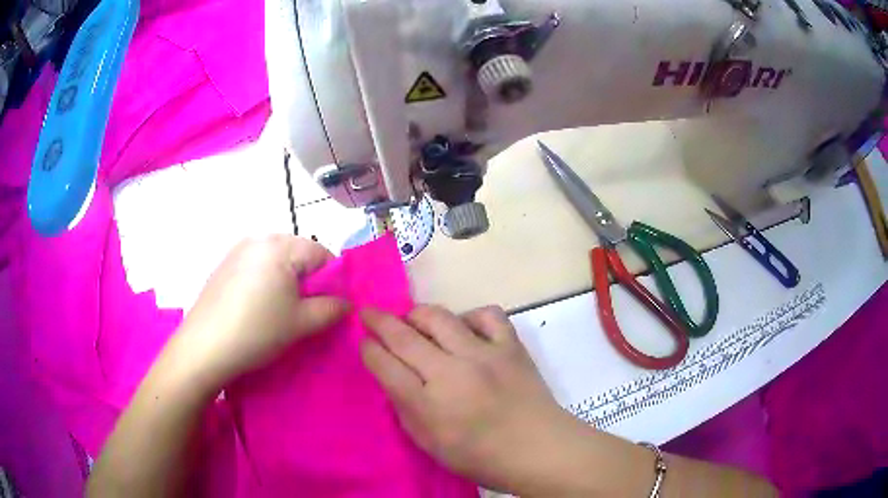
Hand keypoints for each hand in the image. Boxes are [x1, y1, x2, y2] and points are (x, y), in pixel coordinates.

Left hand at [170, 235, 347, 389]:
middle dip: (308, 280)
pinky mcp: (224, 264)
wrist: (204, 347)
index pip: (322, 253)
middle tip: (305, 310)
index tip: (330, 306)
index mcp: (280, 246)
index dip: (332, 280)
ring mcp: (237, 250)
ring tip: (280, 311)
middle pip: (298, 253)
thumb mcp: (301, 323)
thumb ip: (332, 309)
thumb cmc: (257, 331)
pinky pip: (256, 266)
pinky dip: (265, 282)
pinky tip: (257, 307)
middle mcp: (258, 239)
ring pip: (276, 260)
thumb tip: (347, 303)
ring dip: (287, 281)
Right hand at [360, 305, 583, 493]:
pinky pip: (487, 315)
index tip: (363, 341)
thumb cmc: (481, 457)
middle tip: (369, 313)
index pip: (385, 365)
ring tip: (413, 321)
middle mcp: (452, 372)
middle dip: (379, 320)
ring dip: (418, 314)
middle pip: (404, 335)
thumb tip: (393, 376)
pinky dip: (470, 317)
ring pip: (440, 316)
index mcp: (429, 404)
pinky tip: (465, 328)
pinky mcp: (510, 346)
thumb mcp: (430, 445)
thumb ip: (406, 409)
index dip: (368, 349)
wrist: (539, 449)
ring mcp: (484, 354)